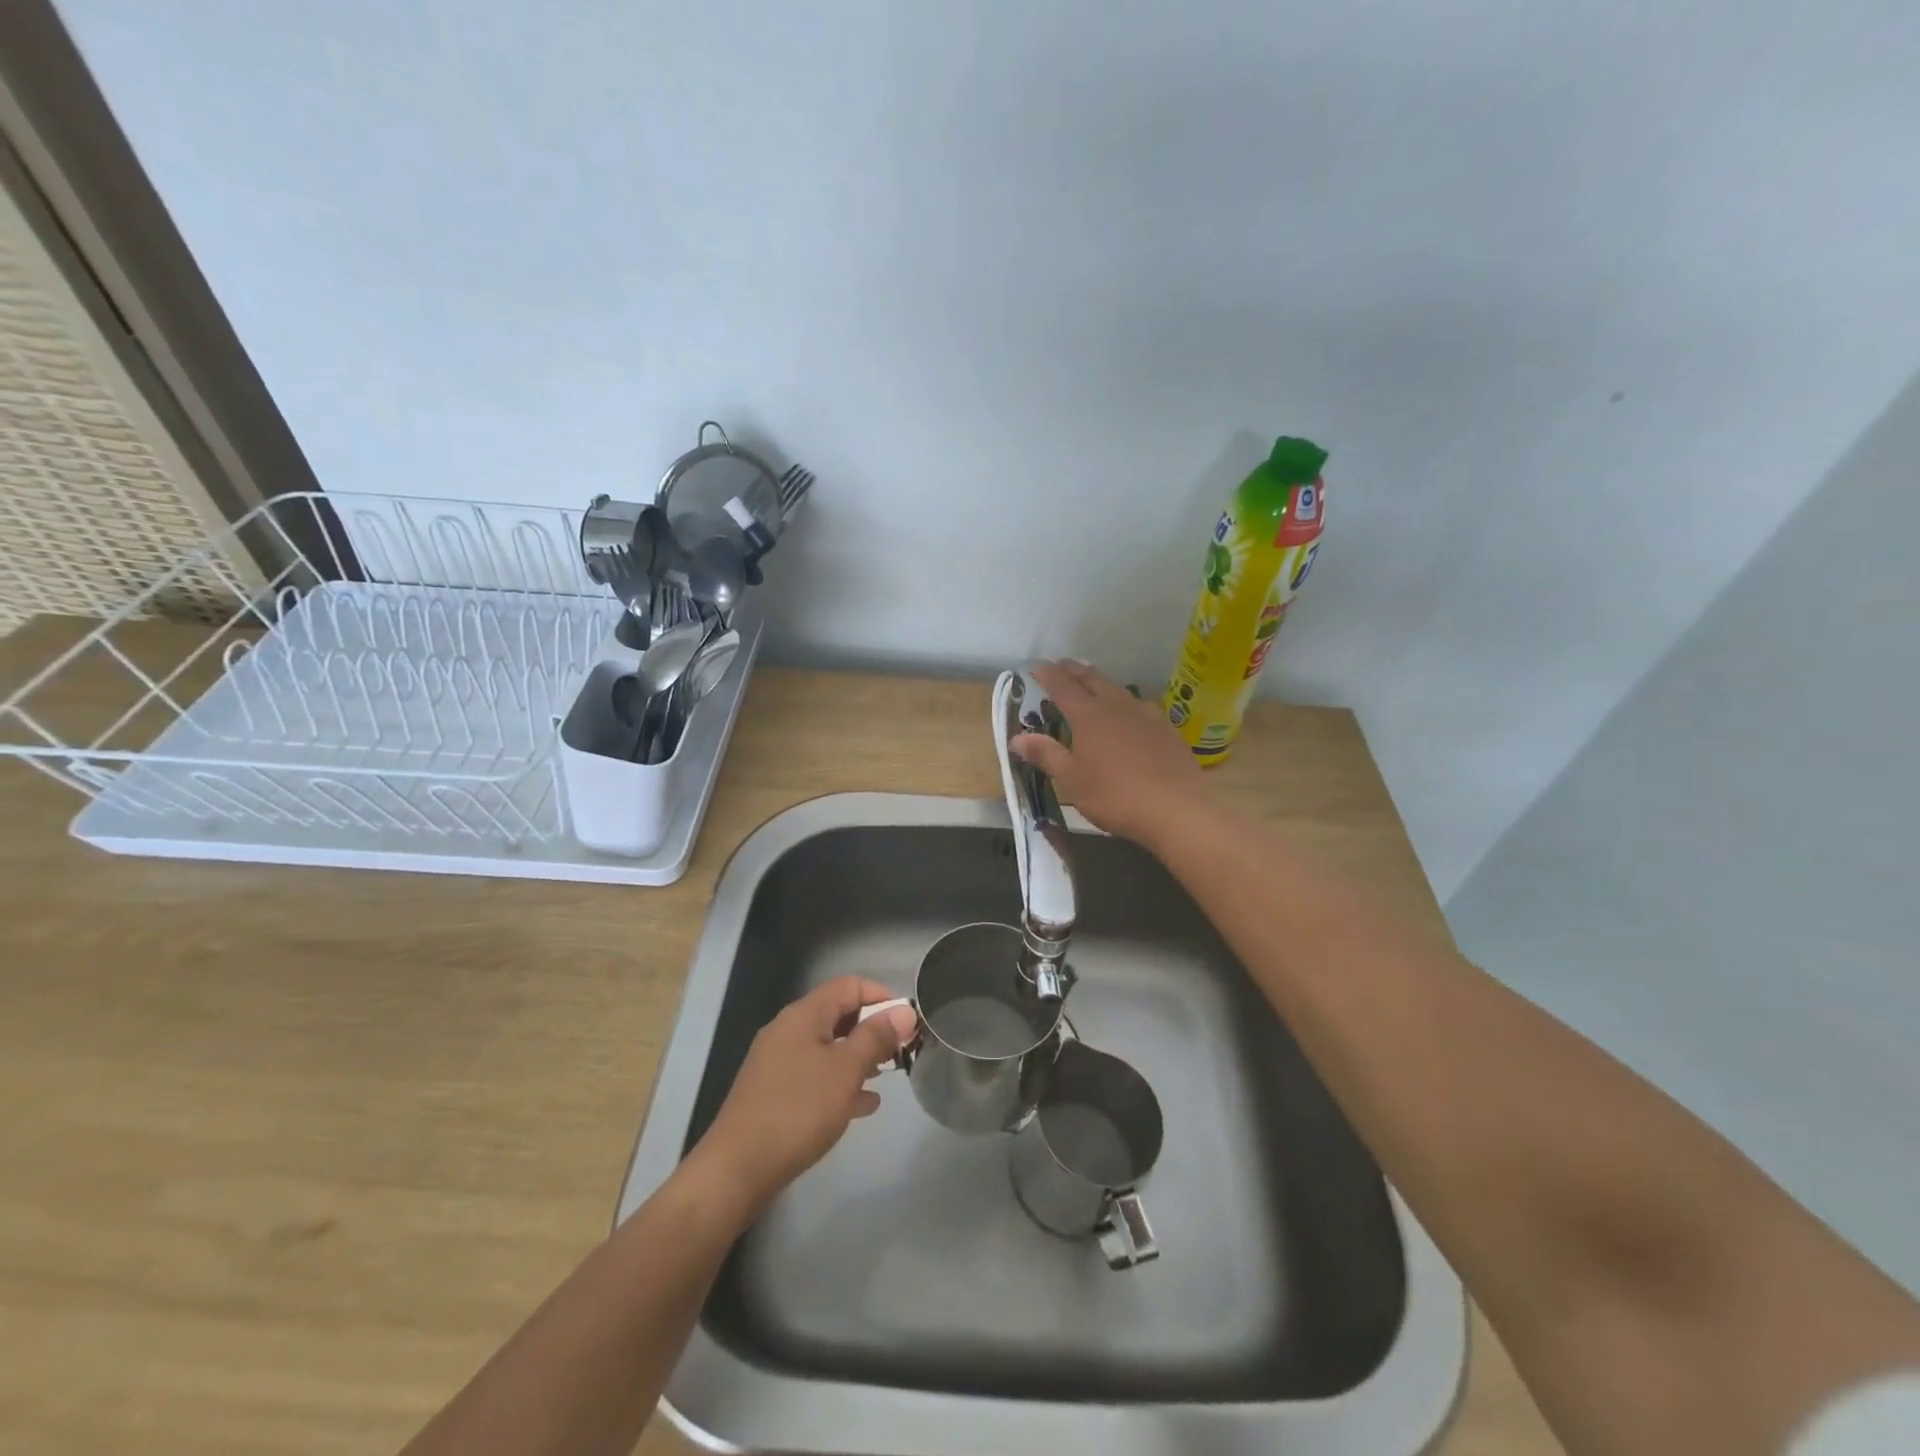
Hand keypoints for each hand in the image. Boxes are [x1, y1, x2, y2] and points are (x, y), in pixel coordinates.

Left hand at [686, 977, 917, 1216]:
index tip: (906, 1020)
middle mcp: (788, 1031)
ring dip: (858, 1057)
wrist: (737, 1169)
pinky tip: (862, 1105)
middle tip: (900, 1050)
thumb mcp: (846, 1070)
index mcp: (803, 1015)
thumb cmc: (798, 1110)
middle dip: (871, 1028)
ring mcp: (777, 1063)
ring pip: (827, 1048)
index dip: (881, 995)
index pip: (848, 985)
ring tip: (886, 1076)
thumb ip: (876, 1038)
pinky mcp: (773, 1093)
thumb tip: (904, 1010)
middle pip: (837, 1014)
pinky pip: (814, 1076)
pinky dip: (839, 1083)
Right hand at [1011, 660, 1206, 849]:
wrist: (1176, 809)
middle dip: (1074, 670)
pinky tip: (1128, 711)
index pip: (1063, 687)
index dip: (1048, 674)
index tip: (1036, 665)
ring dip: (1100, 682)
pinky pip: (1139, 705)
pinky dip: (1124, 701)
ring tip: (1092, 680)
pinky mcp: (1166, 729)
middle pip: (1092, 680)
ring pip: (1118, 689)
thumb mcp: (1072, 781)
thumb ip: (1046, 755)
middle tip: (1062, 664)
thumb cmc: (1114, 796)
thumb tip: (1017, 738)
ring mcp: (1145, 715)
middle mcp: (1117, 706)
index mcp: (1089, 716)